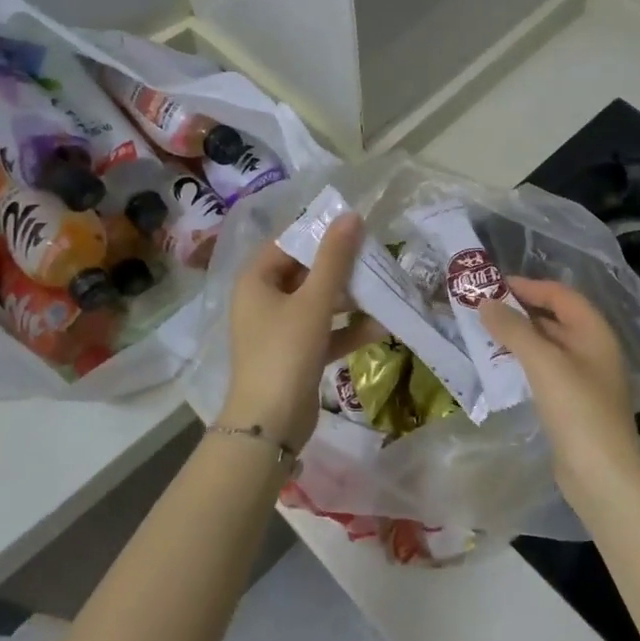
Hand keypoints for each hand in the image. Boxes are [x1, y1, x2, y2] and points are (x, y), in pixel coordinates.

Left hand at [218, 214, 384, 447]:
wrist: (270, 424)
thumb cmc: (285, 352)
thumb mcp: (314, 301)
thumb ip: (334, 259)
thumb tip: (351, 216)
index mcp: (256, 280)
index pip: (288, 243)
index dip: (320, 233)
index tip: (355, 228)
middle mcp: (263, 300)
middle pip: (305, 272)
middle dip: (341, 268)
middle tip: (375, 258)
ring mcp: (279, 330)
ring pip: (317, 303)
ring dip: (349, 299)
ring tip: (384, 290)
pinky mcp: (295, 355)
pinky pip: (324, 332)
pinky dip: (347, 329)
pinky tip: (381, 327)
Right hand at [480, 276, 639, 508]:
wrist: (601, 474)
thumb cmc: (577, 409)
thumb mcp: (543, 362)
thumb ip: (514, 329)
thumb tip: (486, 303)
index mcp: (594, 332)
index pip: (560, 295)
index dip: (528, 285)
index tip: (493, 285)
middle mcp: (593, 349)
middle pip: (554, 318)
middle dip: (520, 310)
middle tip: (482, 309)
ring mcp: (584, 377)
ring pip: (547, 345)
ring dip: (519, 337)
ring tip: (484, 334)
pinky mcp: (573, 402)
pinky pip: (545, 369)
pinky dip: (523, 361)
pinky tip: (500, 367)